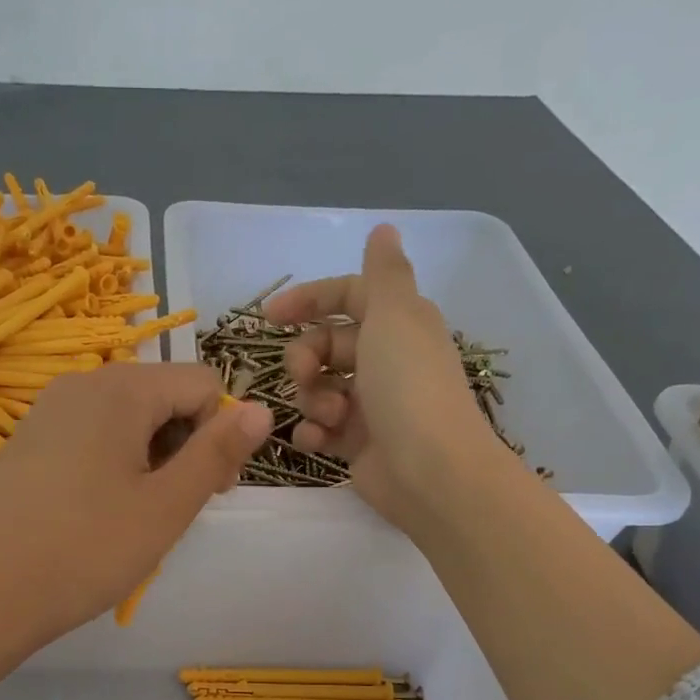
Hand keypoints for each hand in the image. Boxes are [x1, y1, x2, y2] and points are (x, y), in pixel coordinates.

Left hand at [0, 360, 272, 645]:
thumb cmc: (87, 551)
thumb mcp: (167, 506)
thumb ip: (218, 452)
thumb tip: (261, 407)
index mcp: (121, 389)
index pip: (202, 383)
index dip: (220, 434)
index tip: (211, 491)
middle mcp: (81, 383)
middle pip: (163, 396)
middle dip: (185, 445)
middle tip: (173, 509)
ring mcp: (47, 411)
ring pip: (127, 418)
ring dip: (150, 458)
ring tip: (135, 515)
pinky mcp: (28, 441)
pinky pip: (91, 435)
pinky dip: (113, 463)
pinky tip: (98, 511)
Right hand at [267, 225, 509, 537]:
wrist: (429, 470)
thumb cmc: (408, 386)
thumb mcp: (395, 314)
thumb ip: (382, 272)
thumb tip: (384, 229)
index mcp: (398, 323)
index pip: (348, 297)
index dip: (309, 300)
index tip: (270, 318)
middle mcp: (385, 360)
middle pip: (326, 345)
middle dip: (306, 357)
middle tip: (304, 375)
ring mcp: (371, 405)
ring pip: (319, 388)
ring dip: (312, 398)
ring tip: (329, 416)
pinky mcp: (358, 445)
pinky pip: (320, 429)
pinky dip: (313, 432)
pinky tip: (317, 439)